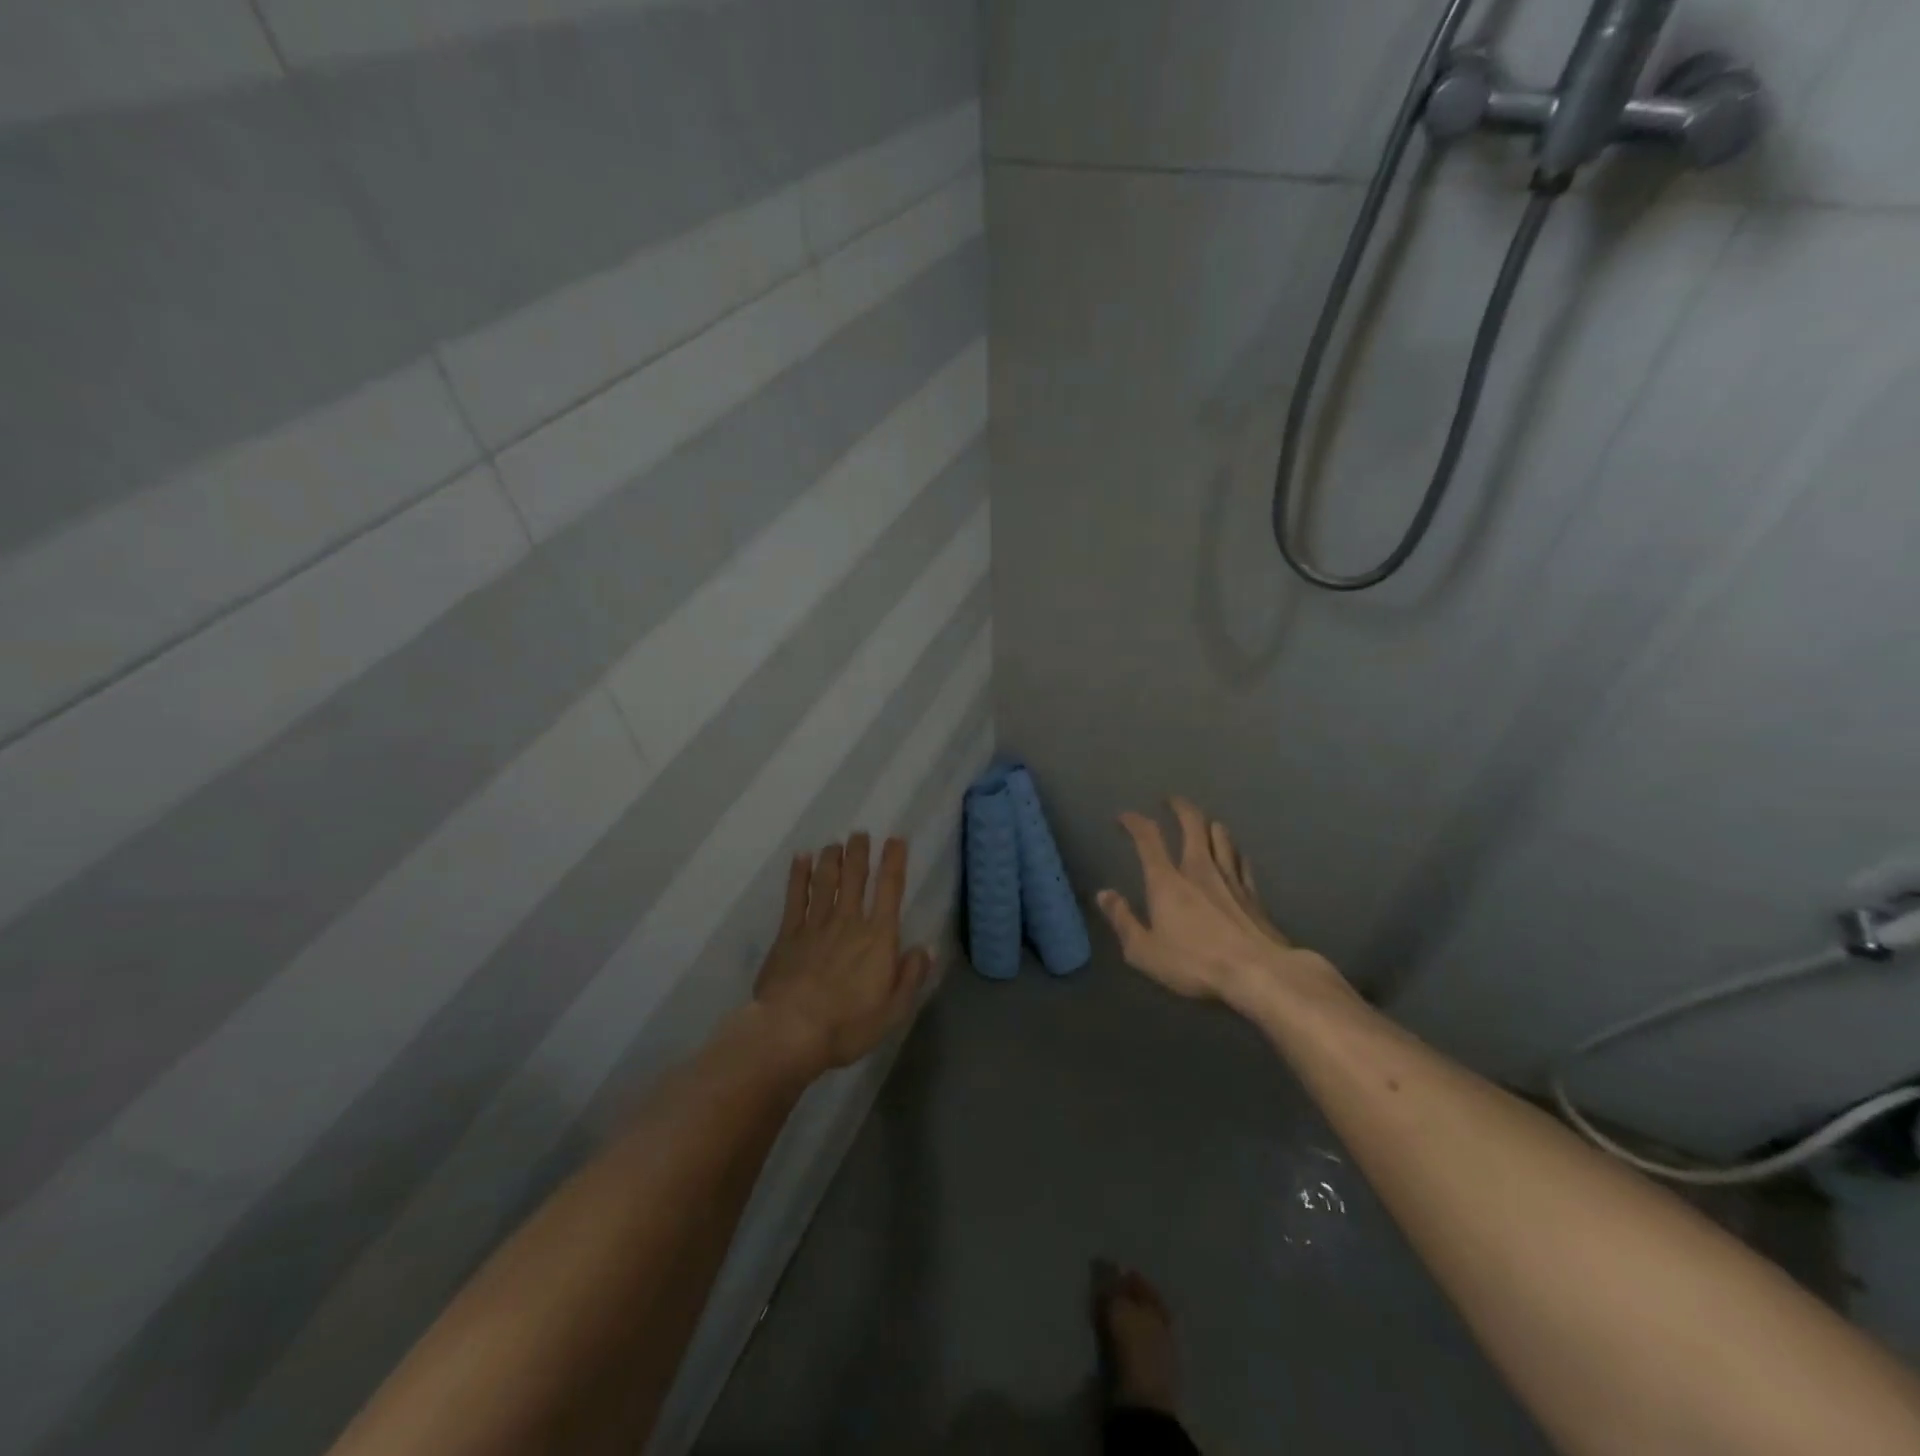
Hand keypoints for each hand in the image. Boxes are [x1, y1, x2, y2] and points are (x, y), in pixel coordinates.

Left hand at [753, 833, 933, 1073]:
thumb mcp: (893, 1009)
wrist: (791, 1031)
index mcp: (878, 937)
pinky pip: (795, 897)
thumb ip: (911, 975)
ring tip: (835, 842)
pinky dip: (799, 875)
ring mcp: (815, 925)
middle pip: (855, 878)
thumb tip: (926, 947)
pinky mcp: (788, 935)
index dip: (894, 861)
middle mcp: (848, 922)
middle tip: (860, 833)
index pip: (890, 890)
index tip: (896, 839)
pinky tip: (801, 859)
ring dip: (832, 858)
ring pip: (826, 881)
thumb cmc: (848, 1025)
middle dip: (859, 852)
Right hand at [1096, 797, 1345, 1011]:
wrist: (1258, 973)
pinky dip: (1233, 850)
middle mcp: (1198, 868)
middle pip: (1192, 824)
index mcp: (1167, 880)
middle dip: (1179, 807)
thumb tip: (1104, 894)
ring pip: (1220, 836)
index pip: (1148, 838)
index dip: (1134, 821)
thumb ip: (1123, 920)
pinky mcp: (1253, 893)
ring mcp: (1230, 877)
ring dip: (1208, 824)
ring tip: (1202, 823)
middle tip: (1171, 801)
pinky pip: (1241, 860)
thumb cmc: (1195, 963)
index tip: (1125, 817)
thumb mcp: (1144, 951)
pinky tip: (1234, 853)